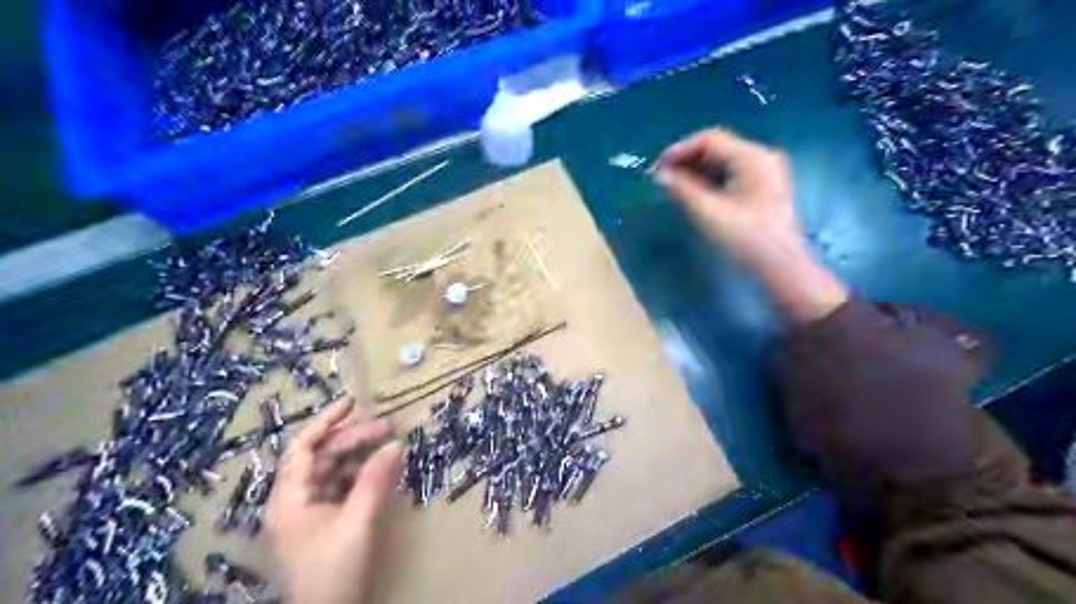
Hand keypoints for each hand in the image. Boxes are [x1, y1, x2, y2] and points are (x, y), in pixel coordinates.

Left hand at [265, 401, 402, 603]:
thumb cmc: (332, 571)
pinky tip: (379, 473)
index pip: (303, 447)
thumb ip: (375, 481)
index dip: (326, 421)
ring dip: (358, 458)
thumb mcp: (357, 523)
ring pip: (331, 473)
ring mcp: (305, 515)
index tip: (353, 403)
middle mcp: (292, 501)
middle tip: (387, 428)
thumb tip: (396, 443)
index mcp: (289, 498)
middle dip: (353, 439)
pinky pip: (338, 490)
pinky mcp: (319, 526)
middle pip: (320, 458)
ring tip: (388, 448)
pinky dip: (358, 478)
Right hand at [652, 127, 802, 267]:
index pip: (710, 140)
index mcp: (753, 158)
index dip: (679, 150)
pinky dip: (709, 183)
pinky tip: (693, 196)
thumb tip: (659, 175)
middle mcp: (761, 158)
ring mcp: (764, 174)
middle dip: (686, 162)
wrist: (781, 270)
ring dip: (695, 173)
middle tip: (661, 180)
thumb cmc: (746, 241)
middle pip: (717, 149)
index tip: (656, 169)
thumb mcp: (709, 214)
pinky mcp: (762, 190)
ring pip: (722, 164)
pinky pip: (730, 177)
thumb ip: (681, 190)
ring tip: (673, 189)